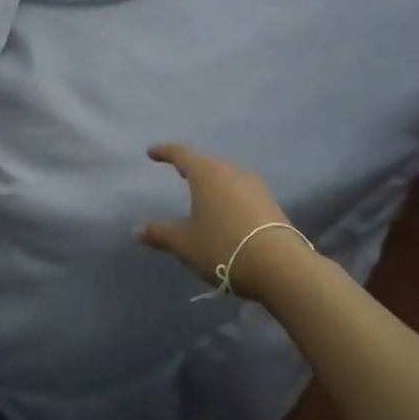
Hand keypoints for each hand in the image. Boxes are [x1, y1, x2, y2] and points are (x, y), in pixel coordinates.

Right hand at [139, 144, 306, 301]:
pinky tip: (227, 214)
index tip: (152, 153)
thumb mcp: (185, 243)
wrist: (281, 267)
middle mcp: (232, 172)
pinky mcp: (271, 204)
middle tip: (178, 172)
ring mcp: (255, 187)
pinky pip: (242, 193)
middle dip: (191, 167)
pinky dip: (229, 198)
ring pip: (227, 178)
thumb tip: (137, 230)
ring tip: (203, 195)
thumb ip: (160, 233)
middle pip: (207, 163)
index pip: (181, 153)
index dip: (164, 152)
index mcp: (207, 173)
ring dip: (213, 184)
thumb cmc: (223, 246)